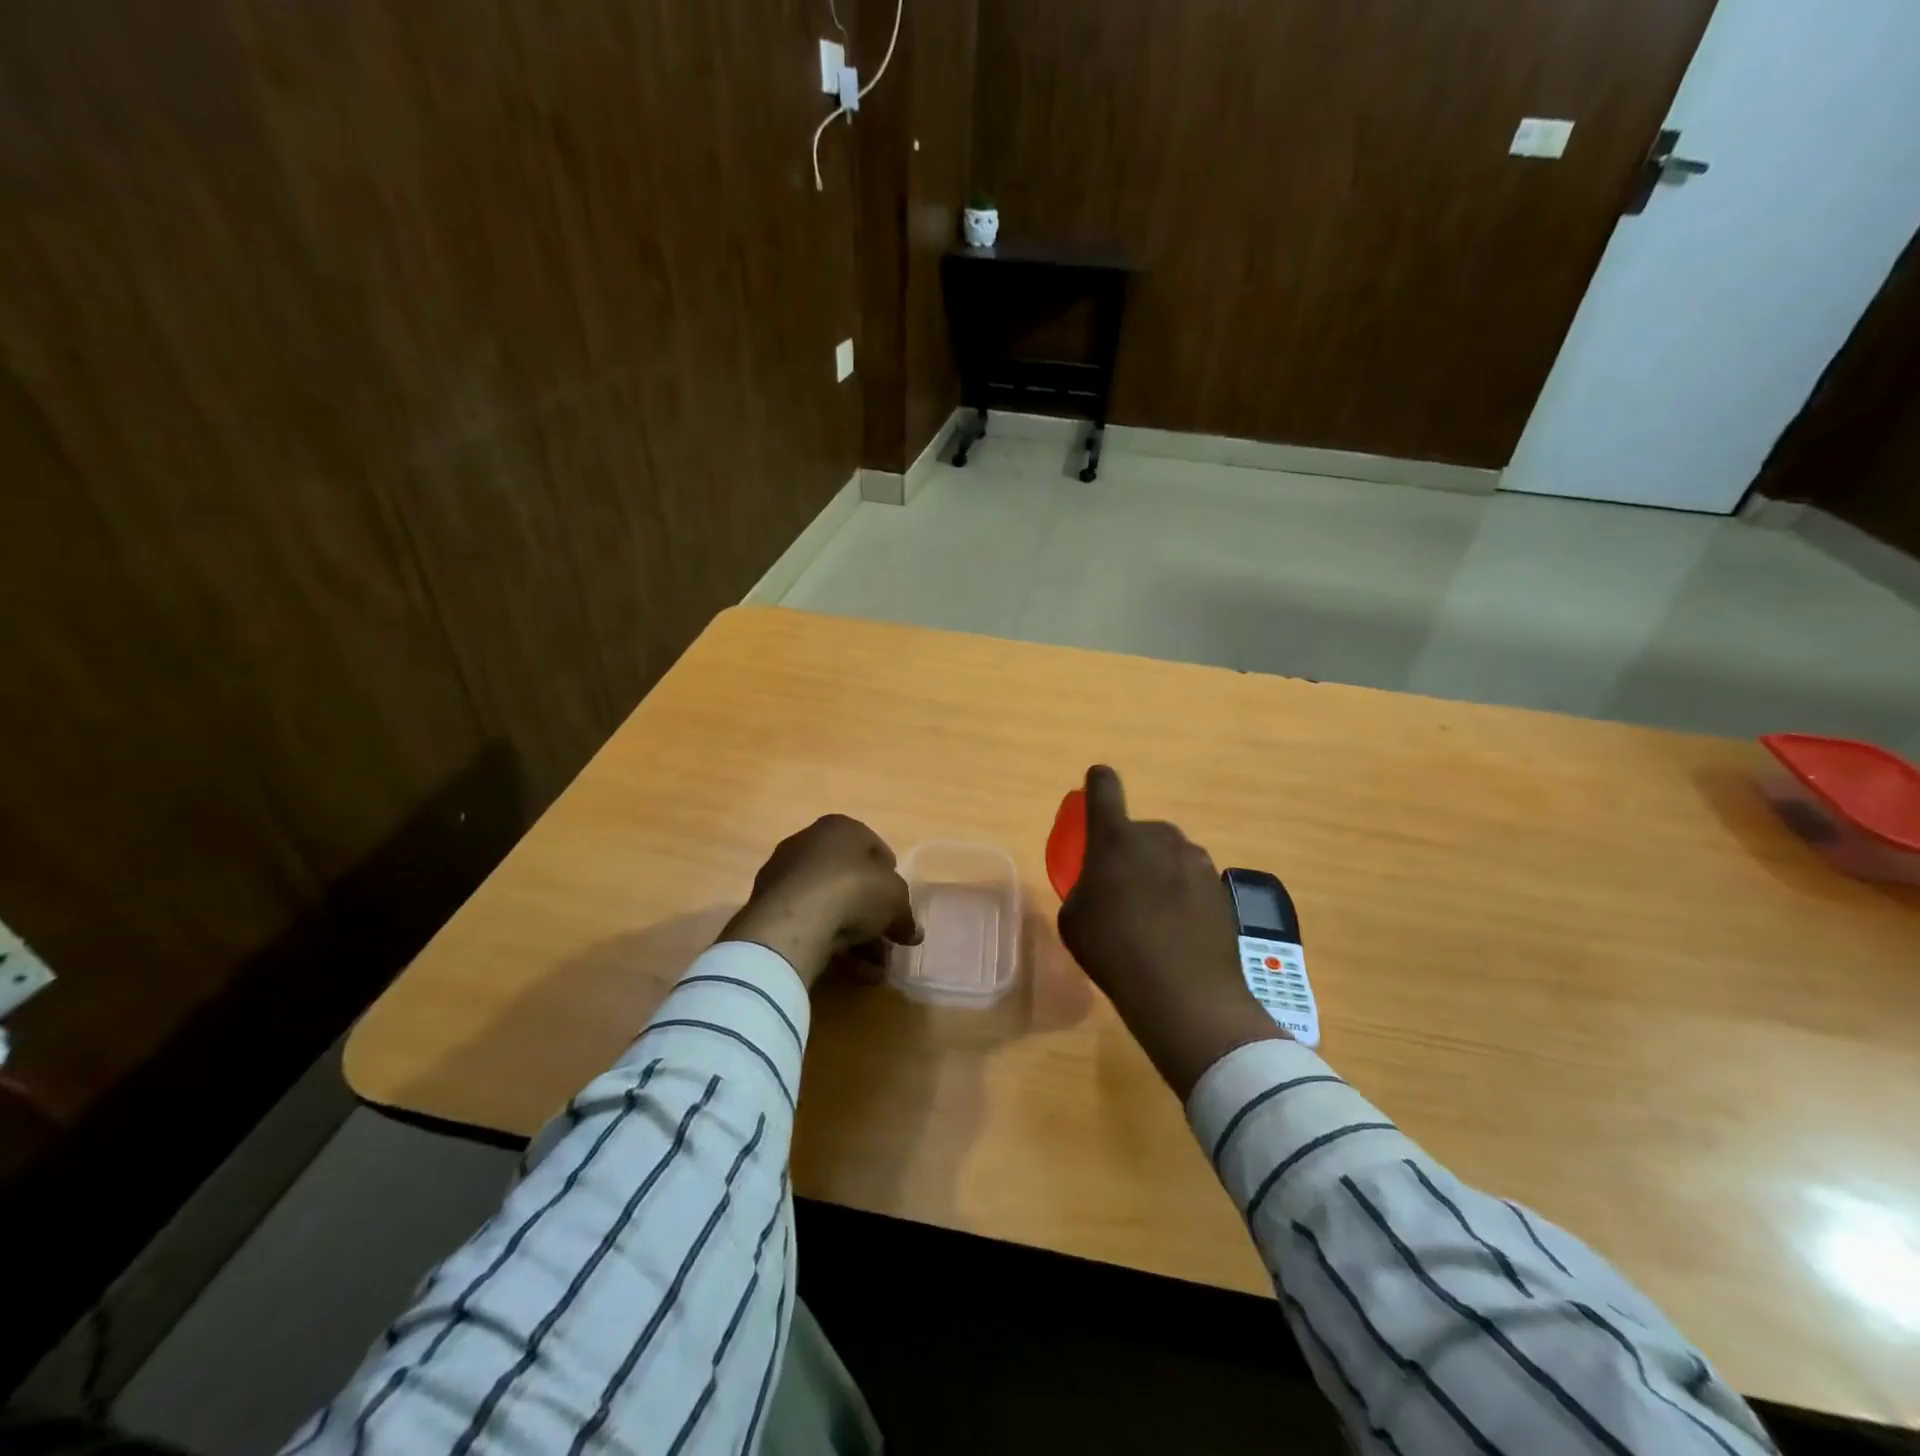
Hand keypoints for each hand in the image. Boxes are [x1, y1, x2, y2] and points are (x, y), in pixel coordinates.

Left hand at [721, 815, 921, 987]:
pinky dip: (829, 943)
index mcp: (840, 827)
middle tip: (887, 940)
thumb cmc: (853, 891)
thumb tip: (912, 932)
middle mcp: (809, 844)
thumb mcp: (895, 900)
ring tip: (874, 969)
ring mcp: (784, 876)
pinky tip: (851, 971)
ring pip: (829, 906)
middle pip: (850, 880)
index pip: (873, 848)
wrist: (794, 921)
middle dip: (871, 913)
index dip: (891, 877)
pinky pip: (808, 923)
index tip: (898, 904)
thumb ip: (905, 915)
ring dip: (855, 937)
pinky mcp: (768, 907)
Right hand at [1058, 765, 1287, 1096]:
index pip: (1103, 790)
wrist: (1183, 991)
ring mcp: (1195, 860)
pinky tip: (1178, 933)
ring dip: (1159, 875)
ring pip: (1168, 857)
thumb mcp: (1074, 919)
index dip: (1098, 783)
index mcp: (1115, 837)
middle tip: (1122, 891)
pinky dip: (1183, 898)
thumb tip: (1100, 887)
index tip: (1097, 781)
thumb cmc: (1113, 949)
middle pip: (1139, 832)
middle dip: (1130, 852)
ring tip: (1152, 919)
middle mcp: (1158, 836)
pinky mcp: (1220, 887)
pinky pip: (1191, 882)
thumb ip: (1084, 888)